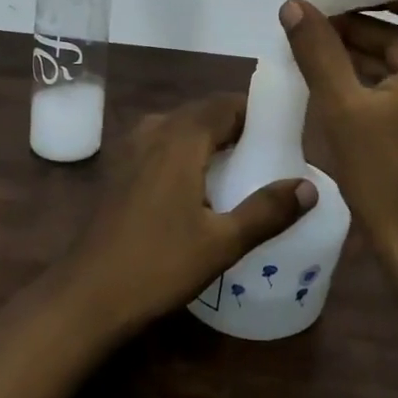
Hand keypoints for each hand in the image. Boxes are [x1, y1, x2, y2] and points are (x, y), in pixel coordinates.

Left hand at [60, 95, 315, 335]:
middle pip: (204, 113)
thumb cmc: (158, 264)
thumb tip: (309, 187)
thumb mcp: (222, 242)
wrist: (87, 294)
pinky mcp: (119, 169)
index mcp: (180, 137)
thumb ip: (267, 211)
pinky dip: (187, 153)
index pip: (226, 104)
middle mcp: (154, 130)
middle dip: (237, 128)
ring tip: (240, 171)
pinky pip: (163, 145)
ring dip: (211, 141)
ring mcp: (130, 148)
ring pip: (182, 129)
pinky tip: (200, 188)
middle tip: (269, 157)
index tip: (285, 135)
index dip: (257, 113)